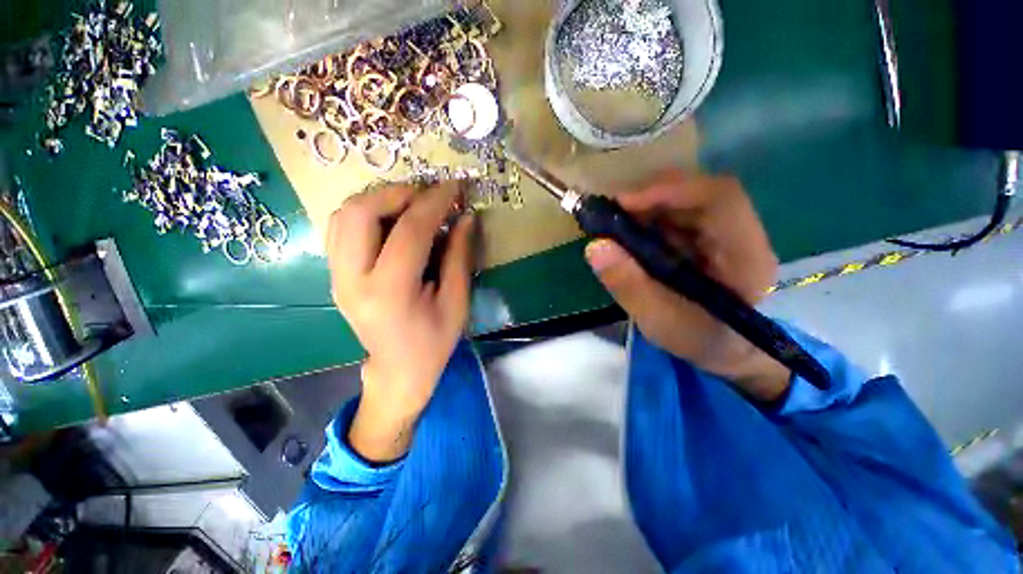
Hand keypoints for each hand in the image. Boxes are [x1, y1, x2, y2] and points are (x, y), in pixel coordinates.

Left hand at [327, 183, 474, 461]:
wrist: (398, 370)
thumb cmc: (434, 342)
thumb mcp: (456, 302)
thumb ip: (459, 256)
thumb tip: (465, 217)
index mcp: (390, 293)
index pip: (409, 231)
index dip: (434, 202)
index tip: (454, 186)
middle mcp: (353, 281)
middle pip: (359, 212)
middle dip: (398, 192)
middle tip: (429, 195)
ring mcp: (337, 277)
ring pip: (344, 215)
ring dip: (380, 199)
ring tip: (413, 205)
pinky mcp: (335, 275)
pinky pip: (342, 228)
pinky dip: (367, 213)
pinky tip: (393, 222)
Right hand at [584, 170, 790, 401]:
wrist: (719, 349)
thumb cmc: (697, 339)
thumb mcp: (658, 320)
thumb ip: (628, 285)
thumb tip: (594, 247)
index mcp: (745, 256)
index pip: (720, 198)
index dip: (671, 190)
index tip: (623, 203)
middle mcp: (740, 234)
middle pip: (699, 192)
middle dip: (650, 198)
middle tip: (610, 214)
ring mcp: (722, 232)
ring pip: (684, 199)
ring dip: (645, 207)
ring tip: (614, 225)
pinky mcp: (705, 235)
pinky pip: (675, 213)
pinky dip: (646, 218)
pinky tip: (628, 234)